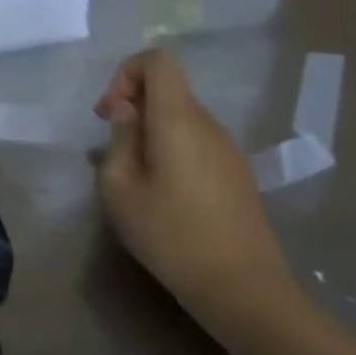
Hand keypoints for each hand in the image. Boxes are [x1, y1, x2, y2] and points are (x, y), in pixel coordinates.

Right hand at [94, 48, 299, 335]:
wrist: (245, 293)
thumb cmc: (172, 235)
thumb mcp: (119, 187)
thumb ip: (119, 139)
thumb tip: (127, 114)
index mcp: (179, 120)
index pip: (158, 60)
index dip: (127, 72)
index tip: (111, 112)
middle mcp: (209, 125)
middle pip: (168, 88)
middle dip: (132, 104)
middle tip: (109, 144)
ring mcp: (228, 151)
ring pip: (180, 116)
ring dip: (150, 129)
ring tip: (132, 172)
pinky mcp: (237, 176)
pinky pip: (196, 141)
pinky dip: (170, 148)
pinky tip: (160, 191)